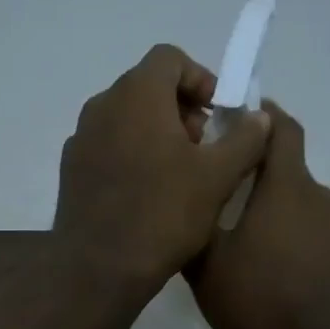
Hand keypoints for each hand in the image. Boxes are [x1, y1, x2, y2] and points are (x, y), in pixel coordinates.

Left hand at [54, 44, 269, 292]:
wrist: (98, 269)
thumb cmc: (163, 215)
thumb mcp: (218, 177)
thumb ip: (245, 138)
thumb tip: (259, 117)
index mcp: (136, 95)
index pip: (170, 59)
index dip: (201, 79)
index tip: (219, 114)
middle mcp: (101, 106)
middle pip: (146, 88)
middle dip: (181, 109)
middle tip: (205, 148)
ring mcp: (80, 139)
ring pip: (126, 119)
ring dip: (156, 133)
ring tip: (179, 174)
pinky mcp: (70, 171)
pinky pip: (107, 147)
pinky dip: (131, 155)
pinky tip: (148, 195)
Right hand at [188, 102, 329, 328]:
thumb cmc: (255, 301)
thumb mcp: (206, 264)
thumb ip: (198, 222)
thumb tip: (191, 198)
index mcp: (287, 187)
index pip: (282, 130)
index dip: (263, 115)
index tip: (241, 116)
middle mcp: (322, 198)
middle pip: (291, 172)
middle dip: (262, 177)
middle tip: (229, 198)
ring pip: (305, 207)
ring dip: (281, 213)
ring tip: (252, 242)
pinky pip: (320, 236)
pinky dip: (299, 241)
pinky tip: (280, 270)